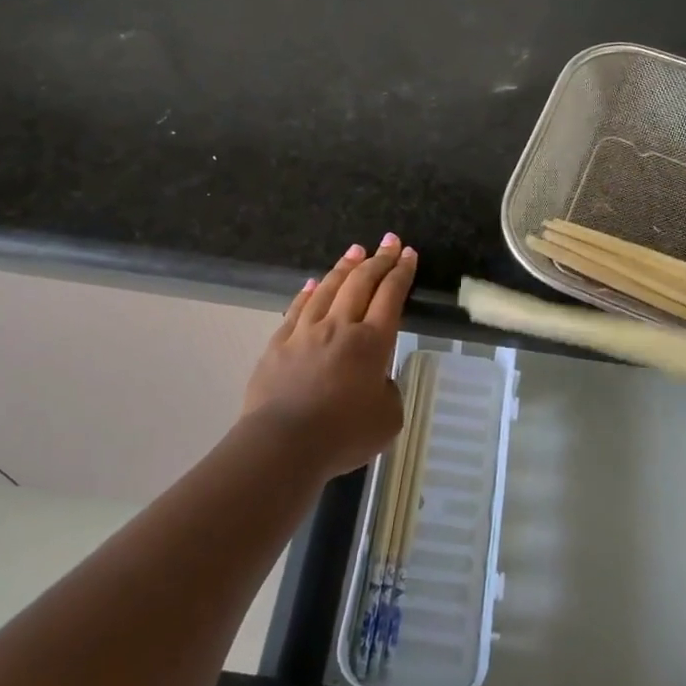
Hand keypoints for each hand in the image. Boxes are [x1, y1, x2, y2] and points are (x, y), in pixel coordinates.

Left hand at [242, 235, 417, 476]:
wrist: (282, 444)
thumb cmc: (342, 435)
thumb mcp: (387, 419)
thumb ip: (388, 392)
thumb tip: (377, 380)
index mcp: (372, 343)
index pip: (391, 296)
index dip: (401, 273)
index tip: (408, 253)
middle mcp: (340, 327)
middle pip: (361, 283)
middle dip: (378, 259)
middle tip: (389, 241)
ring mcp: (306, 332)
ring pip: (329, 289)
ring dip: (345, 267)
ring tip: (355, 250)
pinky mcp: (278, 344)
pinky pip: (297, 309)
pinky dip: (309, 292)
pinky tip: (314, 283)